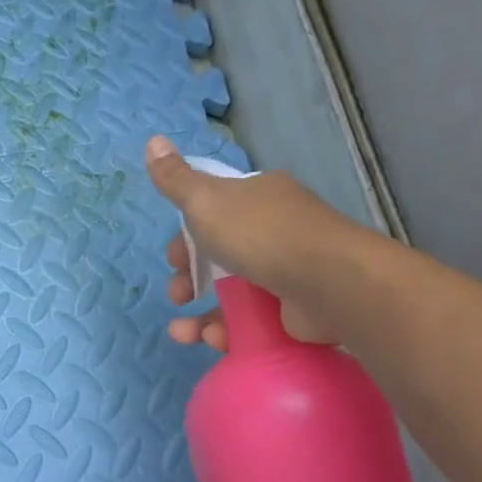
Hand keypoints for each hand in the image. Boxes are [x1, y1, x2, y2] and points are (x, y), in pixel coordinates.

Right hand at [146, 135, 372, 347]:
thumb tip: (153, 140)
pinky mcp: (294, 309)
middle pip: (220, 255)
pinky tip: (210, 340)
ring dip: (201, 315)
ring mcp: (288, 271)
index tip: (173, 258)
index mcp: (257, 198)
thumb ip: (176, 179)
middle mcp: (275, 230)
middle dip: (190, 279)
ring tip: (182, 333)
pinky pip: (251, 321)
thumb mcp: (206, 201)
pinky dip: (227, 332)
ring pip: (232, 293)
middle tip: (178, 295)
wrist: (329, 282)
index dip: (187, 237)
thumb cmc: (261, 235)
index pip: (214, 213)